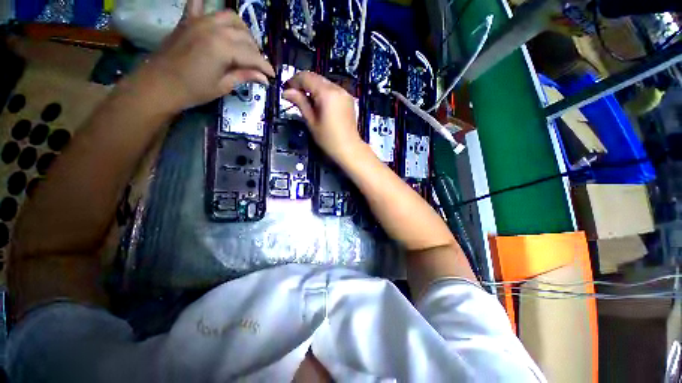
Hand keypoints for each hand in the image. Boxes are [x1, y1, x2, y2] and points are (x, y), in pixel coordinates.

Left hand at [132, 0, 274, 112]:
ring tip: (244, 44)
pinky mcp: (187, 20)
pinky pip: (198, 4)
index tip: (272, 75)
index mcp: (223, 48)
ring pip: (230, 17)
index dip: (265, 66)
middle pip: (244, 35)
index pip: (252, 55)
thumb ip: (244, 76)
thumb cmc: (193, 90)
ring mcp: (199, 21)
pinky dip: (207, 4)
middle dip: (255, 51)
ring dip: (242, 30)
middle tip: (258, 65)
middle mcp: (214, 28)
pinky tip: (213, 11)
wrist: (159, 85)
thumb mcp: (223, 86)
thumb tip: (264, 77)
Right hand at [282, 72, 363, 162]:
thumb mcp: (312, 122)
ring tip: (307, 102)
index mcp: (327, 93)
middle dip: (303, 84)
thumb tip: (287, 92)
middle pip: (316, 78)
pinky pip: (333, 90)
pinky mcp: (349, 99)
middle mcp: (337, 88)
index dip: (294, 81)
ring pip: (325, 83)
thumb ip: (300, 103)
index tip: (286, 90)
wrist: (350, 149)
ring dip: (314, 88)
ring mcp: (345, 93)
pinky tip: (320, 105)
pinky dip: (324, 93)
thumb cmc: (328, 139)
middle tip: (295, 96)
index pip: (307, 77)